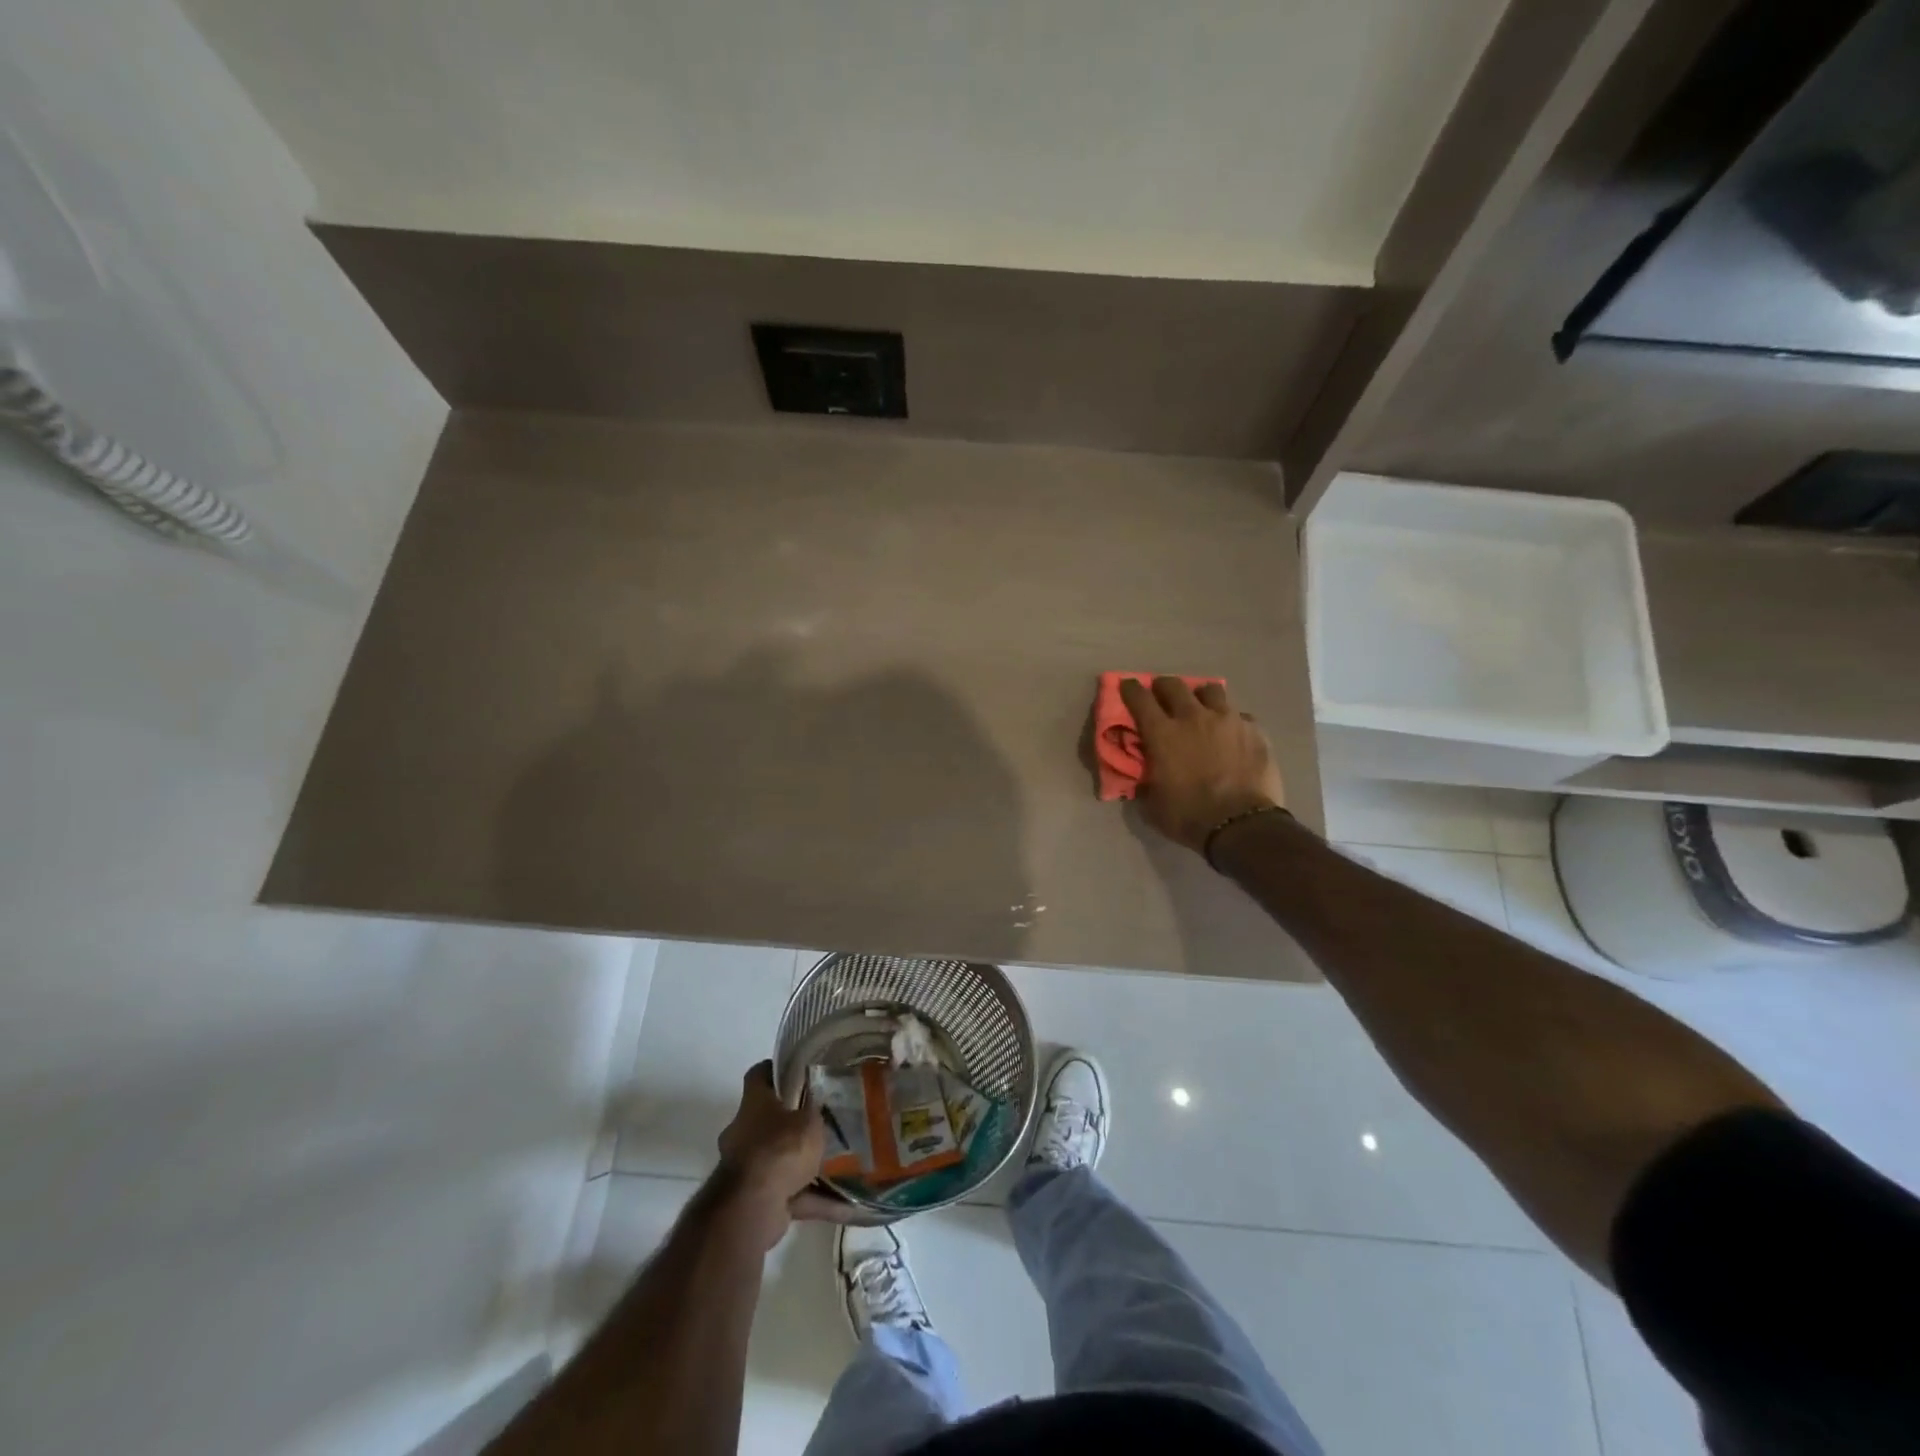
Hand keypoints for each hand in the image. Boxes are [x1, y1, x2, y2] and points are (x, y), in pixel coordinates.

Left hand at [716, 1061, 825, 1248]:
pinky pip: (791, 1194)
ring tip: (840, 1164)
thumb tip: (818, 1104)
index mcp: (754, 1103)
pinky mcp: (757, 1199)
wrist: (752, 1207)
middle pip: (769, 1119)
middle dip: (794, 1122)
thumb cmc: (780, 1149)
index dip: (776, 1070)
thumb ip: (816, 1111)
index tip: (798, 1071)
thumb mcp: (810, 1121)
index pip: (759, 1075)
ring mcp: (747, 1167)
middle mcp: (744, 1131)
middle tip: (824, 1121)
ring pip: (780, 1159)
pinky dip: (814, 1199)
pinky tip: (846, 1207)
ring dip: (806, 1164)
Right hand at [1119, 676, 1286, 853]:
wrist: (1242, 826)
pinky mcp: (1254, 729)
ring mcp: (1227, 719)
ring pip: (1210, 690)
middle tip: (1162, 696)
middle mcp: (1193, 717)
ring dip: (1200, 696)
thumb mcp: (1152, 804)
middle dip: (1163, 687)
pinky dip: (1231, 720)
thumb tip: (1143, 776)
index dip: (1130, 689)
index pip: (1139, 699)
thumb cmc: (1189, 816)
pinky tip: (1232, 734)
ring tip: (1202, 708)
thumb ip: (1145, 781)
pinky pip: (1239, 714)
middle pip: (1173, 685)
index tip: (1127, 686)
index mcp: (1162, 734)